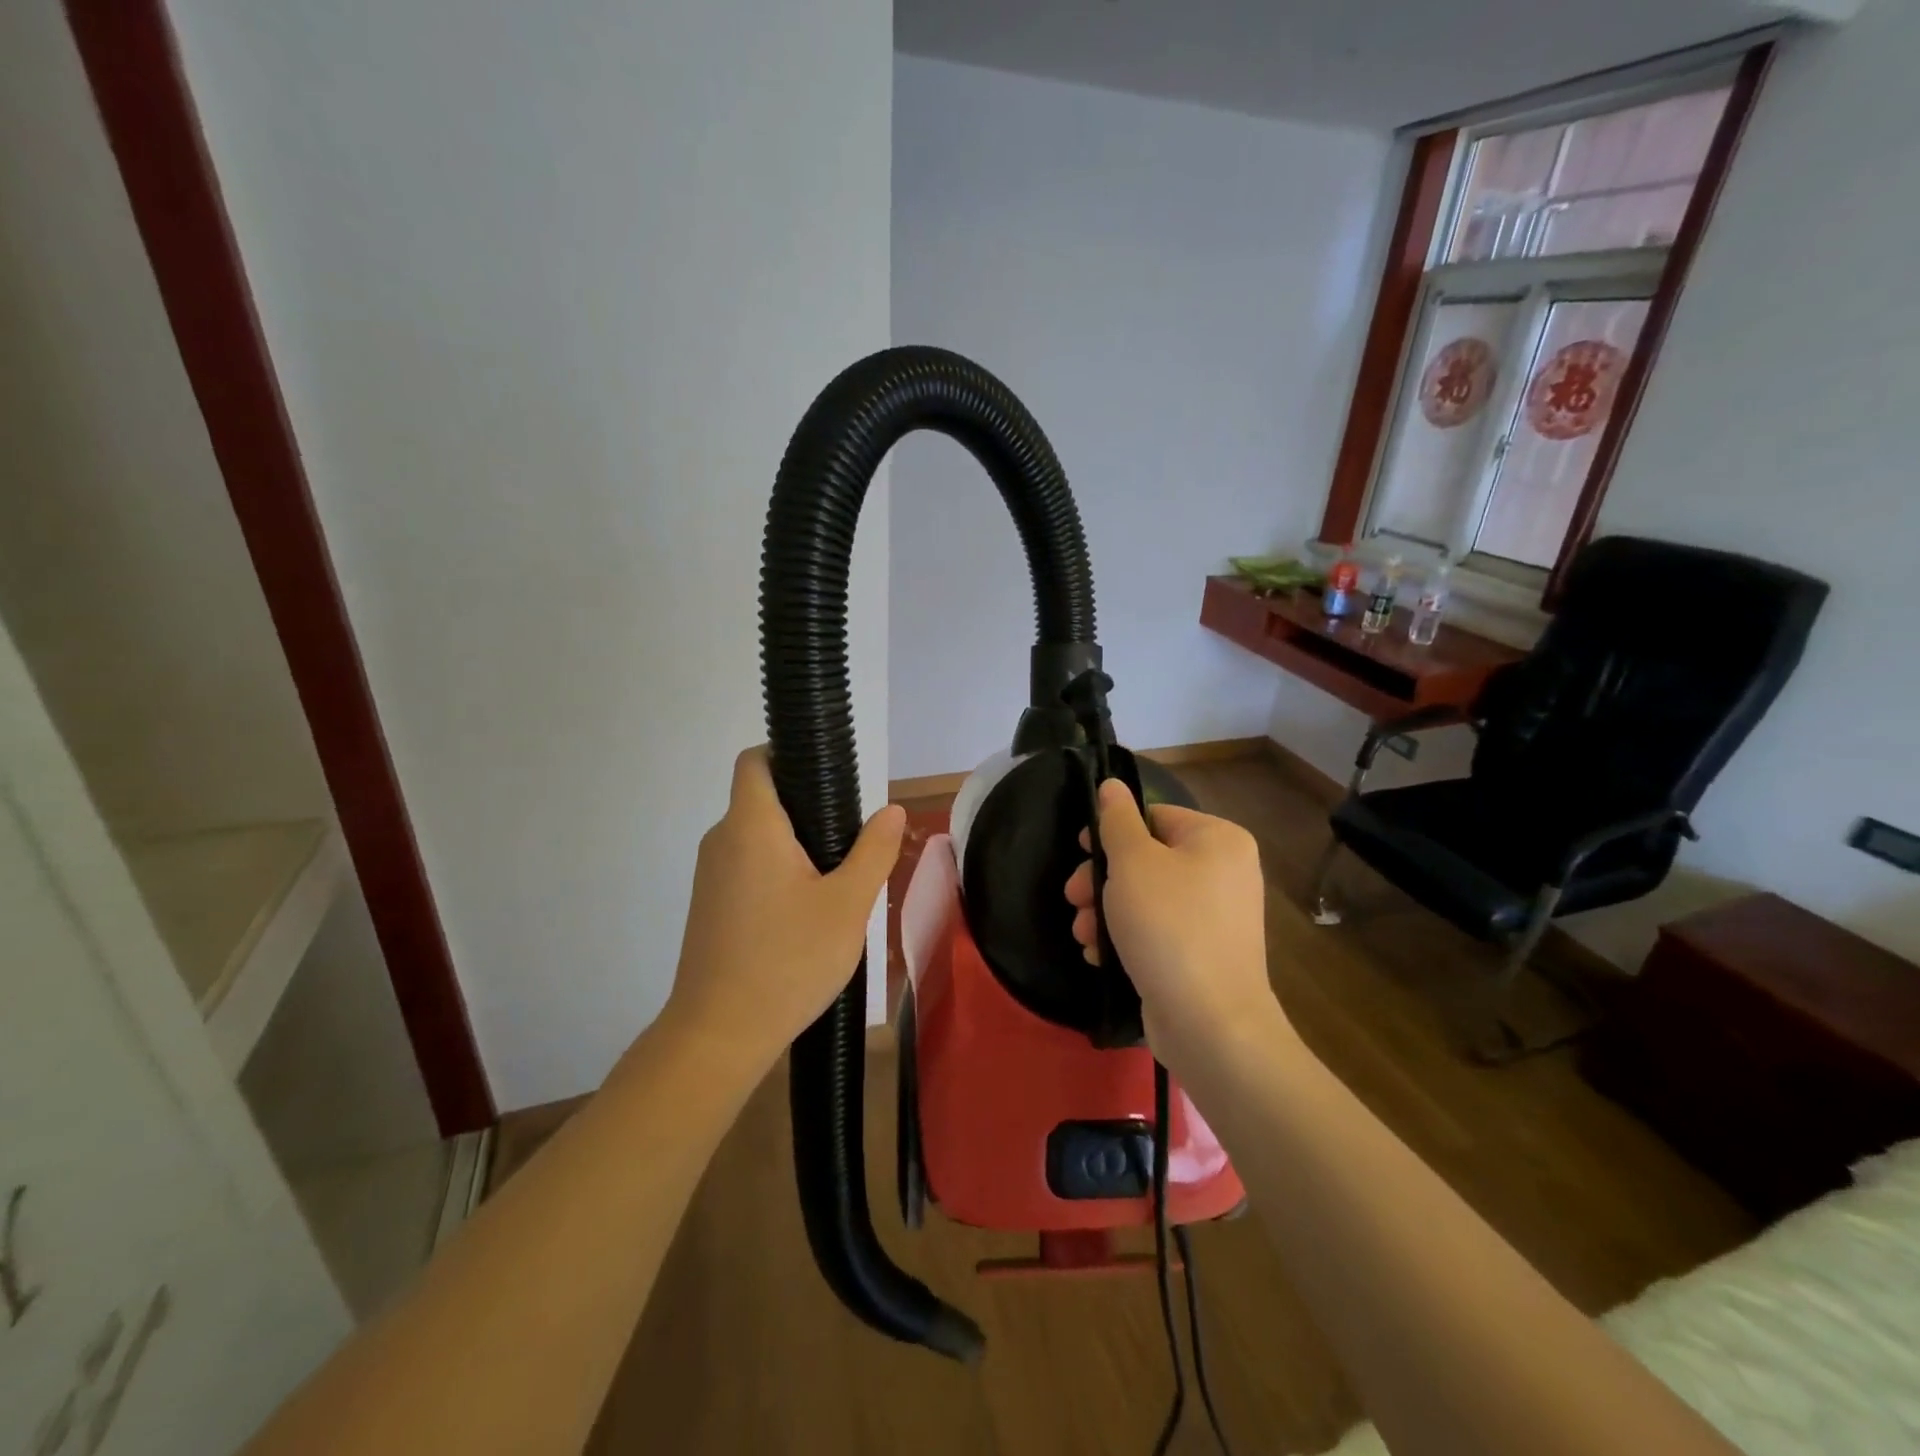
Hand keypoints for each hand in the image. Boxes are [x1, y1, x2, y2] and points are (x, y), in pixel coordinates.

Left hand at [662, 747, 904, 1070]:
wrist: (719, 1035)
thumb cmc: (788, 961)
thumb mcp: (848, 905)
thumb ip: (874, 851)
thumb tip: (891, 810)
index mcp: (751, 827)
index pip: (756, 761)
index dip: (787, 753)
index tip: (828, 775)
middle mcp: (722, 840)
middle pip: (761, 799)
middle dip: (806, 806)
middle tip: (850, 838)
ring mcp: (710, 875)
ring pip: (756, 836)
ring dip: (794, 843)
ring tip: (836, 878)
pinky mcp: (709, 905)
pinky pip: (746, 865)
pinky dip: (776, 870)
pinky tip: (805, 910)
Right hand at [1064, 780, 1288, 1070]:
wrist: (1210, 1024)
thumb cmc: (1168, 927)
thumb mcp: (1132, 863)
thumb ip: (1117, 820)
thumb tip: (1111, 785)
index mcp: (1218, 839)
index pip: (1154, 816)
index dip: (1111, 832)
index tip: (1079, 852)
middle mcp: (1225, 872)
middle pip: (1147, 859)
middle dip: (1101, 880)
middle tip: (1073, 898)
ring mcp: (1216, 917)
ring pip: (1146, 898)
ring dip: (1106, 912)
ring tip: (1082, 935)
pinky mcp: (1203, 954)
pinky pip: (1158, 931)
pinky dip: (1127, 938)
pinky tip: (1100, 956)